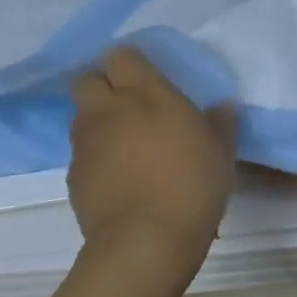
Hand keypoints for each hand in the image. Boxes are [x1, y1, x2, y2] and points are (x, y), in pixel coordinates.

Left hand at [68, 47, 238, 296]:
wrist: (145, 241)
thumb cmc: (191, 183)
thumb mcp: (221, 150)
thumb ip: (220, 122)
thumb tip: (223, 106)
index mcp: (143, 92)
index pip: (120, 55)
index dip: (130, 63)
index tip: (148, 77)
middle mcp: (106, 109)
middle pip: (86, 79)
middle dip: (102, 85)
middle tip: (129, 104)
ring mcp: (84, 143)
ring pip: (81, 117)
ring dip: (98, 121)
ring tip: (126, 144)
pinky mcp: (73, 177)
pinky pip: (82, 154)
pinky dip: (96, 157)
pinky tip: (119, 177)